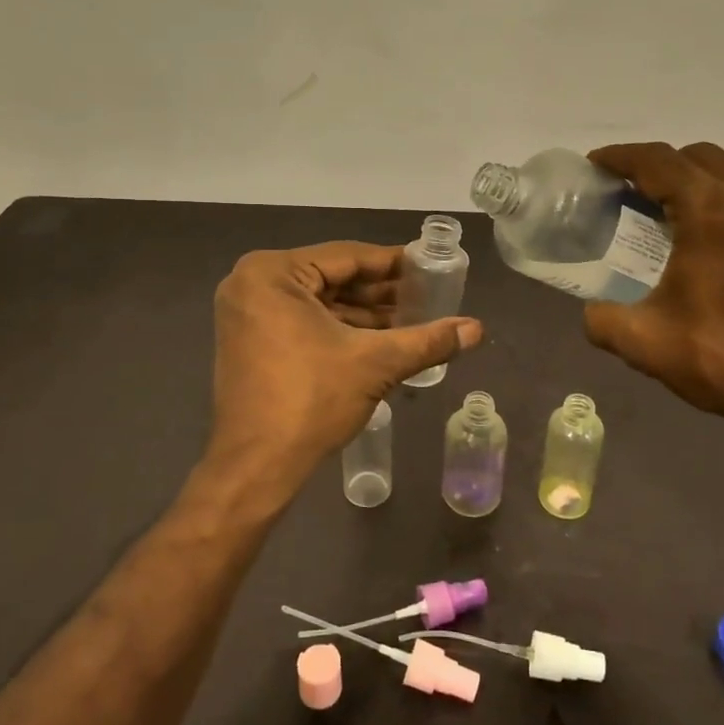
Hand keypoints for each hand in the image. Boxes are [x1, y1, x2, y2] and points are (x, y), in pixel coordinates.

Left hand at [208, 241, 482, 497]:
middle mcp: (252, 283)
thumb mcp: (375, 363)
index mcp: (272, 273)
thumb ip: (427, 341)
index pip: (347, 257)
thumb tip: (477, 328)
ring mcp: (247, 313)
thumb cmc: (311, 400)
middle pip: (332, 278)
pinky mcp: (250, 340)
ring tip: (412, 319)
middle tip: (426, 296)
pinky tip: (380, 338)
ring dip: (363, 313)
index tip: (429, 266)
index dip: (393, 263)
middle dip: (380, 292)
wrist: (256, 467)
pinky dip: (339, 329)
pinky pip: (303, 320)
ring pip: (319, 301)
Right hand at [582, 143, 723, 442]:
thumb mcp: (644, 342)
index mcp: (711, 207)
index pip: (655, 160)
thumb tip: (593, 312)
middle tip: (642, 197)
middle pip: (702, 156)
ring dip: (712, 183)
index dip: (620, 157)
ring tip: (694, 217)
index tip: (597, 164)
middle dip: (666, 168)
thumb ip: (602, 319)